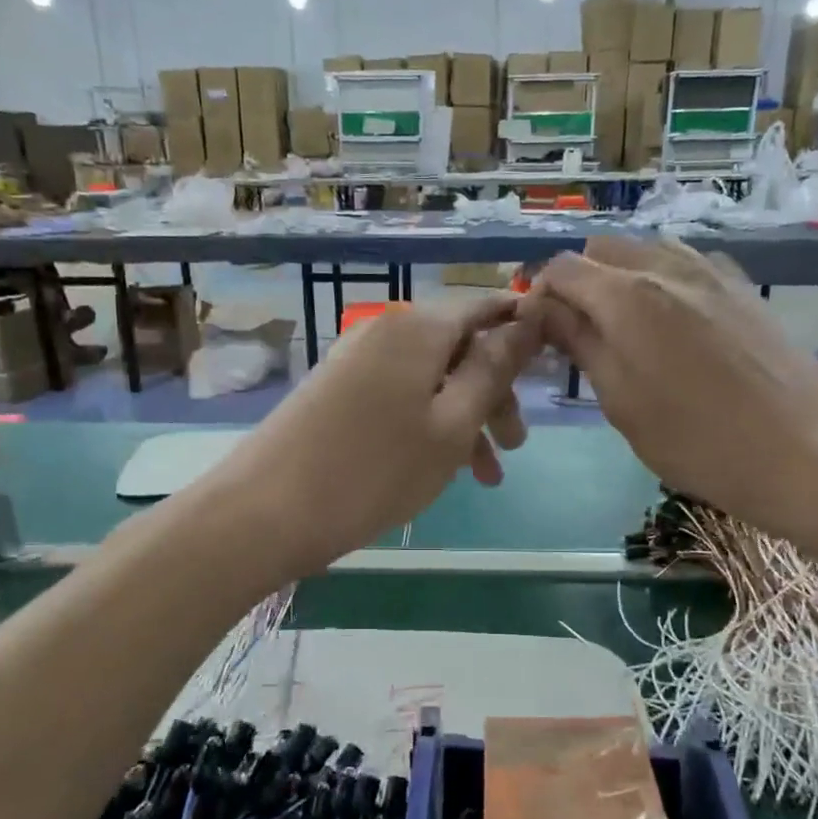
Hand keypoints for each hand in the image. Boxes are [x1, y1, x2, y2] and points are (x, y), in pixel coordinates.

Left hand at [201, 297, 539, 579]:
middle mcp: (386, 332)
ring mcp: (356, 362)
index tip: (549, 367)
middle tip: (514, 447)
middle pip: (459, 349)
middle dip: (494, 394)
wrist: (267, 510)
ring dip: (464, 421)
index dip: (522, 332)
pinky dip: (427, 426)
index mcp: (419, 327)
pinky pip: (400, 398)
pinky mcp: (337, 392)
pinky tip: (438, 468)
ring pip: (431, 380)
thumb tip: (528, 320)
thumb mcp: (451, 425)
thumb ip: (493, 370)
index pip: (486, 308)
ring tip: (484, 477)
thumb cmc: (375, 470)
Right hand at [527, 236, 817, 553]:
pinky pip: (686, 265)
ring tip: (624, 329)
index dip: (539, 295)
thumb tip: (545, 311)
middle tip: (578, 334)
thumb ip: (580, 344)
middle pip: (603, 250)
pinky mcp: (742, 287)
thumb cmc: (697, 441)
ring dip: (621, 279)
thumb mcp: (621, 401)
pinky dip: (661, 282)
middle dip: (578, 282)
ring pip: (646, 252)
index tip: (538, 334)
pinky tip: (671, 325)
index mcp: (627, 296)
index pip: (561, 268)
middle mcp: (667, 267)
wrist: (806, 454)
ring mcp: (712, 272)